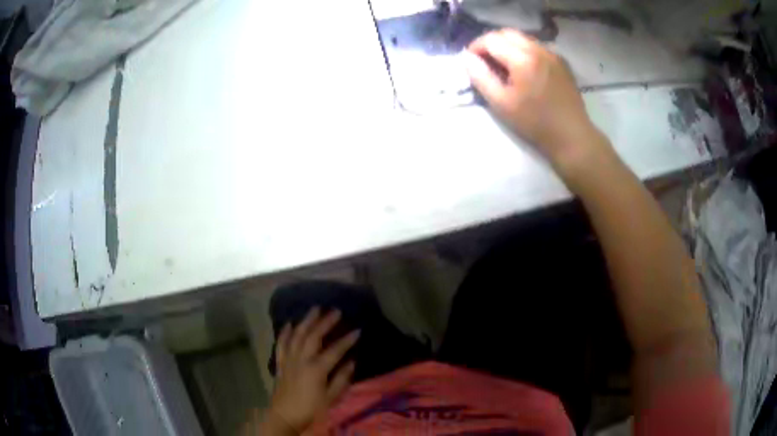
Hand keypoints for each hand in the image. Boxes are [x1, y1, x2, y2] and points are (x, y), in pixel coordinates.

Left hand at [264, 308, 359, 434]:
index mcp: (316, 369)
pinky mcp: (280, 362)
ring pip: (297, 335)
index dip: (347, 340)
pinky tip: (289, 323)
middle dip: (325, 322)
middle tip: (336, 311)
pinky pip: (281, 343)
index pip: (335, 350)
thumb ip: (342, 379)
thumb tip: (352, 361)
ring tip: (315, 309)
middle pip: (314, 336)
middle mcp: (301, 359)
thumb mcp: (331, 398)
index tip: (357, 329)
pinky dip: (285, 332)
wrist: (285, 416)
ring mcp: (289, 359)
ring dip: (306, 321)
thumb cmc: (311, 409)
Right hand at [465, 29, 611, 174]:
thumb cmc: (535, 123)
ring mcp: (553, 54)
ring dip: (508, 46)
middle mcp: (539, 49)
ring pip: (523, 38)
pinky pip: (537, 47)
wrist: (572, 136)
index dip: (476, 47)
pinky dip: (524, 51)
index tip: (470, 61)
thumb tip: (467, 58)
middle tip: (484, 61)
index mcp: (523, 59)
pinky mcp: (561, 62)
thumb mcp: (501, 103)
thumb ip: (481, 77)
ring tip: (503, 65)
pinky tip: (523, 70)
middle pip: (508, 33)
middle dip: (491, 43)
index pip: (491, 39)